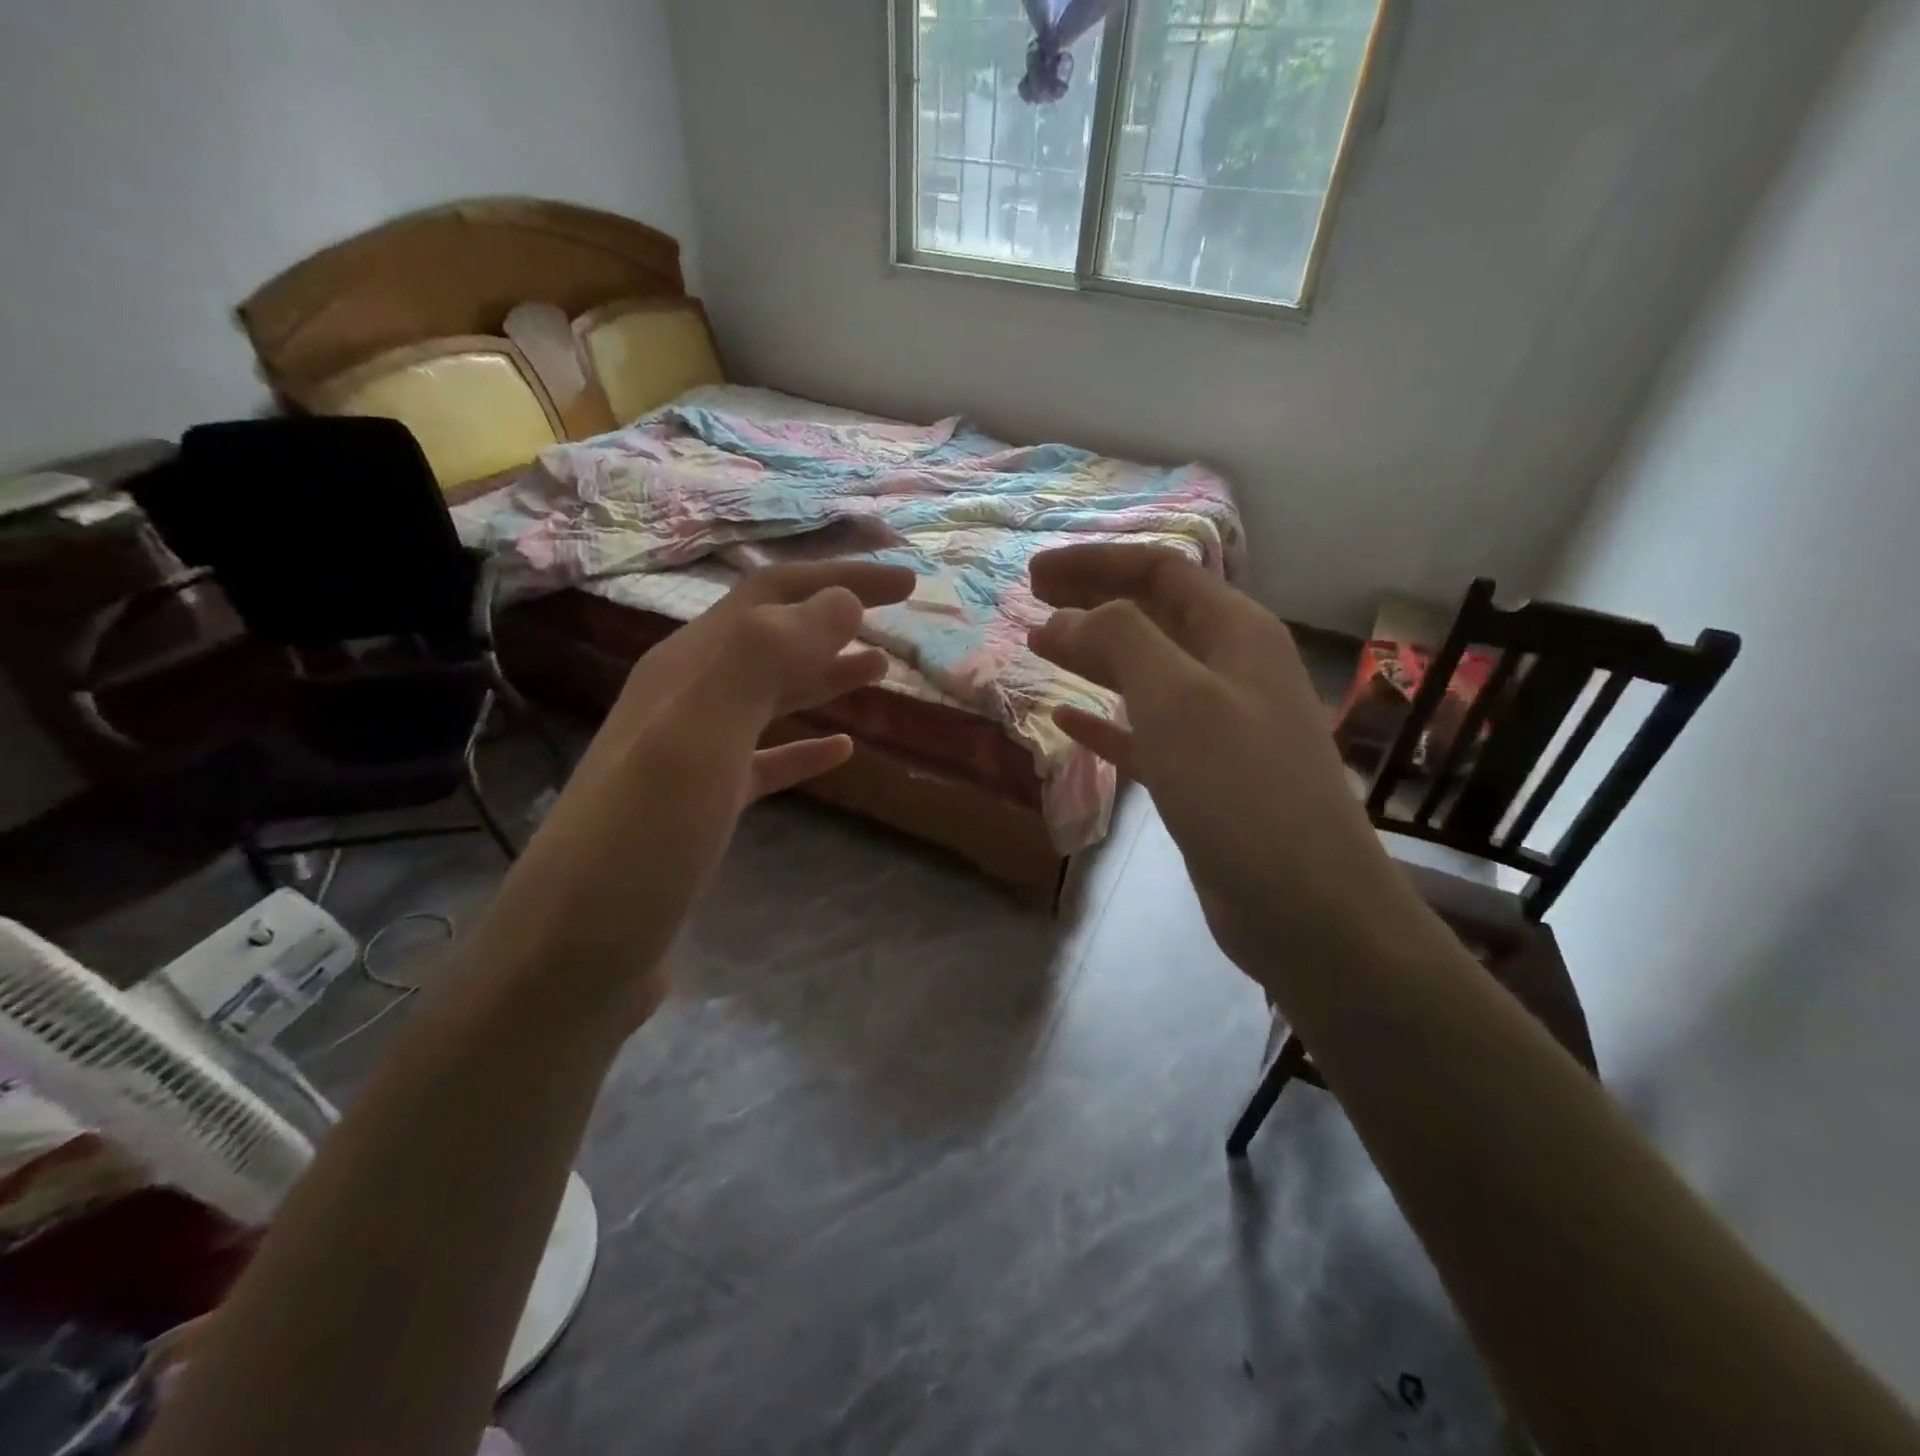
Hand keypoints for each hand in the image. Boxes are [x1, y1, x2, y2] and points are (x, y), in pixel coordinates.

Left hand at [477, 561, 915, 1025]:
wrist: (573, 957)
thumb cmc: (641, 842)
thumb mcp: (698, 739)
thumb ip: (764, 660)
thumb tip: (841, 600)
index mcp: (685, 669)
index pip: (772, 598)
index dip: (840, 580)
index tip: (908, 583)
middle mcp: (686, 701)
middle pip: (773, 638)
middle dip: (836, 617)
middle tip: (901, 615)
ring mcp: (692, 757)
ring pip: (771, 697)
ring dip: (824, 674)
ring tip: (880, 670)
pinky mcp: (703, 810)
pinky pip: (766, 761)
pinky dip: (805, 746)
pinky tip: (842, 750)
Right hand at [1028, 544, 1429, 1002]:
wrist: (1302, 902)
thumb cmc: (1239, 786)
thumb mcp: (1177, 698)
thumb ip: (1121, 641)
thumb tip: (1065, 616)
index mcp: (1236, 632)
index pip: (1159, 571)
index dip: (1094, 564)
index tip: (1034, 574)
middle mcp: (1229, 668)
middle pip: (1152, 615)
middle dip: (1092, 600)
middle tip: (1032, 601)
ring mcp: (1217, 725)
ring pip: (1145, 672)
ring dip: (1093, 654)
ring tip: (1040, 646)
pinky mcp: (1199, 775)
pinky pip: (1142, 732)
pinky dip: (1103, 719)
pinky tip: (1065, 717)